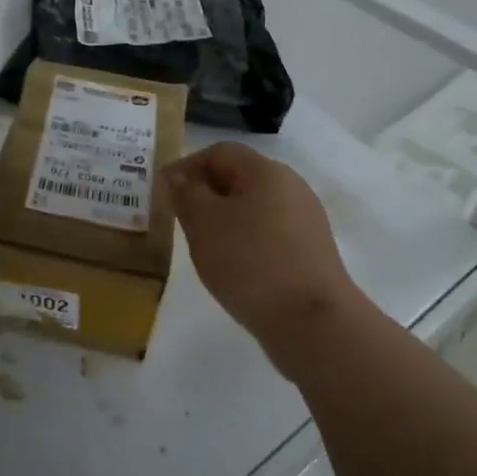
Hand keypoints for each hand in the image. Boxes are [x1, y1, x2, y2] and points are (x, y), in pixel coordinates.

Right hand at [164, 142, 359, 377]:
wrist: (313, 323)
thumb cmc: (250, 262)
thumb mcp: (203, 224)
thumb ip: (186, 194)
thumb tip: (178, 176)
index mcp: (265, 171)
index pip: (219, 152)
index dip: (187, 166)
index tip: (163, 192)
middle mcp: (291, 186)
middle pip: (239, 178)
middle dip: (206, 194)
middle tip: (180, 219)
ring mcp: (306, 219)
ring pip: (254, 207)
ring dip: (225, 219)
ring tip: (204, 246)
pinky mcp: (312, 251)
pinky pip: (270, 233)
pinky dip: (247, 241)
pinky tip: (235, 267)